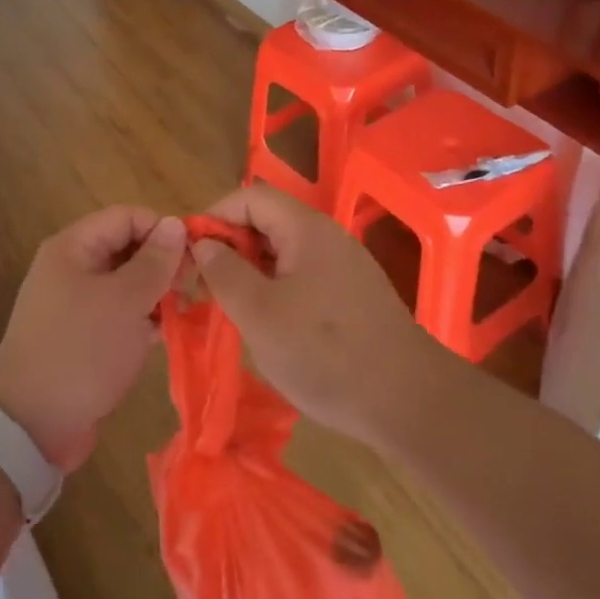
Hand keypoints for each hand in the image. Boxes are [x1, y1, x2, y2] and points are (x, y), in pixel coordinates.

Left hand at [0, 207, 186, 469]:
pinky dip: (143, 318)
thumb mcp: (125, 301)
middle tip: (193, 288)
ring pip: (126, 283)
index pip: (127, 216)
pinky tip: (167, 333)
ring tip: (186, 311)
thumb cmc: (81, 350)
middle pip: (127, 247)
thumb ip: (154, 261)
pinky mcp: (84, 336)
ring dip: (156, 293)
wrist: (32, 424)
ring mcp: (76, 303)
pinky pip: (119, 313)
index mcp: (73, 247)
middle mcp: (72, 267)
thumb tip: (175, 223)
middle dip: (162, 263)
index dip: (162, 229)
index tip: (194, 256)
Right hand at [189, 184, 441, 444]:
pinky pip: (303, 276)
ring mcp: (344, 265)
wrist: (408, 402)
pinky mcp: (353, 294)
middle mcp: (327, 236)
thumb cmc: (324, 353)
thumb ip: (225, 272)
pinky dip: (276, 289)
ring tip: (228, 308)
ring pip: (283, 252)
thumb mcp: (259, 314)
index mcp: (306, 228)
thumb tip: (204, 243)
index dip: (215, 217)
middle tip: (203, 286)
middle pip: (267, 222)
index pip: (250, 197)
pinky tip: (266, 325)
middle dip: (230, 247)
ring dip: (251, 272)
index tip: (191, 255)